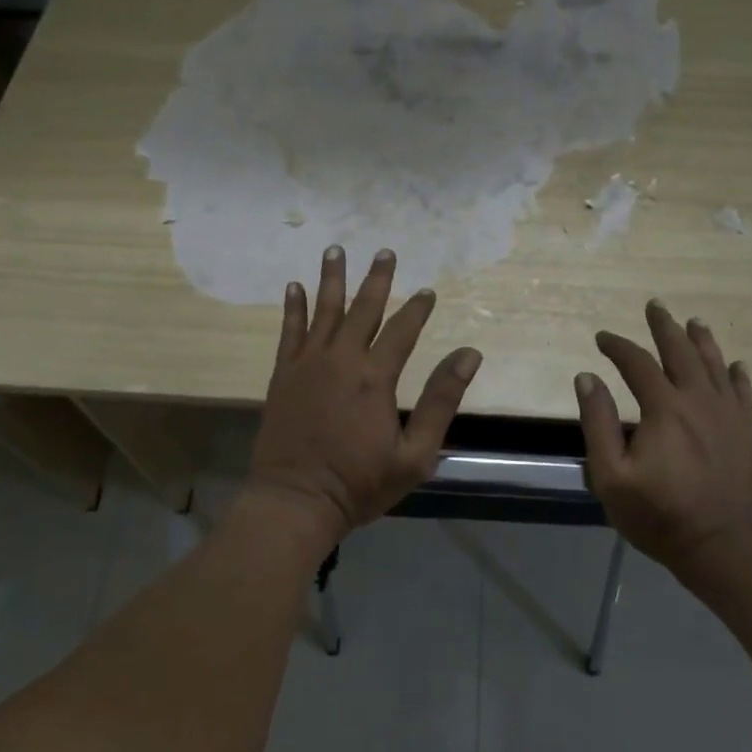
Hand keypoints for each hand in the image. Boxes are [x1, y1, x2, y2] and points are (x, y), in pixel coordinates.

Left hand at [247, 246, 482, 546]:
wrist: (295, 501)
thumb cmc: (359, 484)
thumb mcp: (415, 454)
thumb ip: (441, 401)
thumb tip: (468, 355)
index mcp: (375, 378)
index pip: (402, 331)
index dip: (417, 309)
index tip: (427, 290)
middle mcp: (340, 360)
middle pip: (362, 309)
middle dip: (376, 279)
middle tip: (384, 252)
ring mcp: (307, 365)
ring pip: (323, 311)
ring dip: (331, 279)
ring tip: (335, 250)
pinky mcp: (283, 375)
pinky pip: (288, 331)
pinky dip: (292, 308)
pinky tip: (294, 287)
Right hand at [575, 300, 751, 580]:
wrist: (731, 548)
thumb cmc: (663, 516)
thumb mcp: (612, 477)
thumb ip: (598, 424)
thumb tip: (587, 377)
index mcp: (664, 408)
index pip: (637, 363)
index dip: (617, 346)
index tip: (602, 338)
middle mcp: (699, 400)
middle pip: (681, 351)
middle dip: (664, 327)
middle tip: (654, 306)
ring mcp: (730, 414)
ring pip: (715, 364)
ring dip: (701, 340)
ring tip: (693, 322)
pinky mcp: (749, 432)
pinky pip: (742, 391)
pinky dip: (735, 373)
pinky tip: (734, 365)